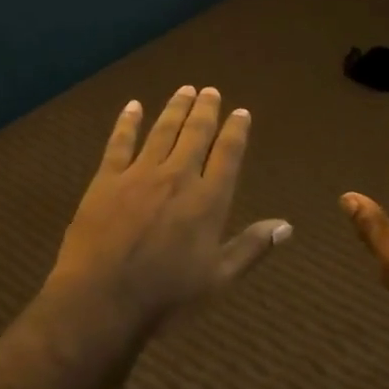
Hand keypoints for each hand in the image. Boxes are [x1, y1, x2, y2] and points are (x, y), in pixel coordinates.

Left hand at [46, 86, 291, 334]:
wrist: (102, 299)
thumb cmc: (166, 296)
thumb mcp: (218, 279)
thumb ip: (252, 247)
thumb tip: (287, 225)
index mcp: (208, 201)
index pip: (228, 155)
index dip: (235, 131)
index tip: (240, 112)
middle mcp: (177, 178)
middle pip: (195, 135)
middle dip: (205, 111)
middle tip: (211, 91)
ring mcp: (139, 176)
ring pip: (162, 132)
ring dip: (175, 109)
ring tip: (185, 90)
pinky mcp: (106, 181)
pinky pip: (118, 143)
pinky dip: (127, 123)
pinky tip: (133, 106)